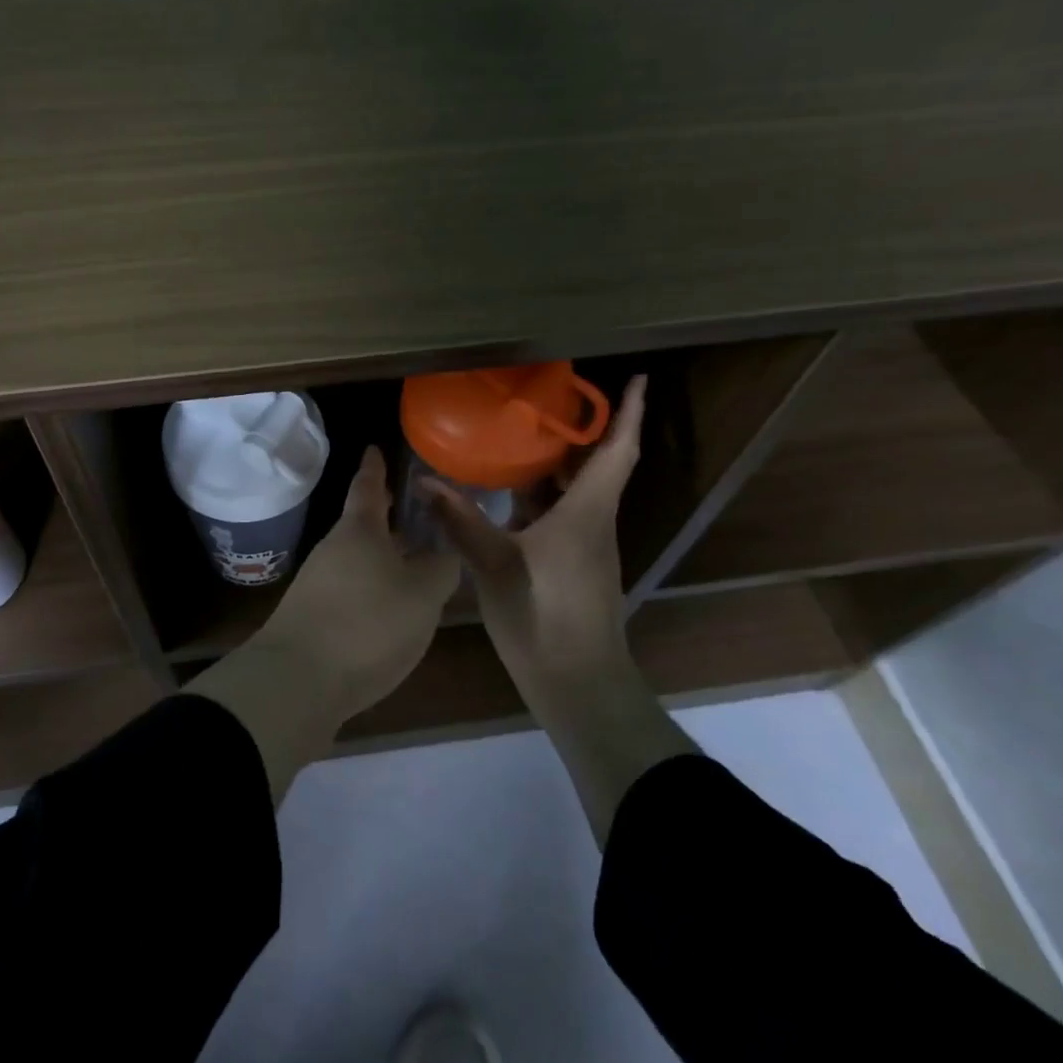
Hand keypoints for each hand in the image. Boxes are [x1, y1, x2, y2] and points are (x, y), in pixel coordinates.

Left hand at [187, 446, 457, 802]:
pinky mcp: (311, 616)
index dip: (375, 468)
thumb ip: (440, 568)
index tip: (374, 448)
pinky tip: (387, 606)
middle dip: (384, 515)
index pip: (368, 487)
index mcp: (359, 530)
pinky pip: (349, 588)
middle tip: (408, 506)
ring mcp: (317, 583)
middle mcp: (333, 549)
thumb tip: (443, 551)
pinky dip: (370, 585)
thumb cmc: (368, 623)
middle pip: (361, 524)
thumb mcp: (422, 595)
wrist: (298, 680)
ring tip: (410, 559)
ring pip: (356, 557)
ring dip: (380, 553)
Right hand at [426, 375, 647, 679]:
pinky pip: (565, 514)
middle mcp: (594, 521)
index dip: (628, 413)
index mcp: (586, 512)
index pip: (616, 450)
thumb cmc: (543, 615)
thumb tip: (424, 480)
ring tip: (526, 436)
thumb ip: (460, 520)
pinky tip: (512, 494)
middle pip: (599, 465)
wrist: (577, 682)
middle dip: (583, 430)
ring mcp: (587, 545)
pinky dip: (546, 494)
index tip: (637, 380)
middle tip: (552, 400)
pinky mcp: (575, 565)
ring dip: (562, 463)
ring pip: (580, 491)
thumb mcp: (493, 563)